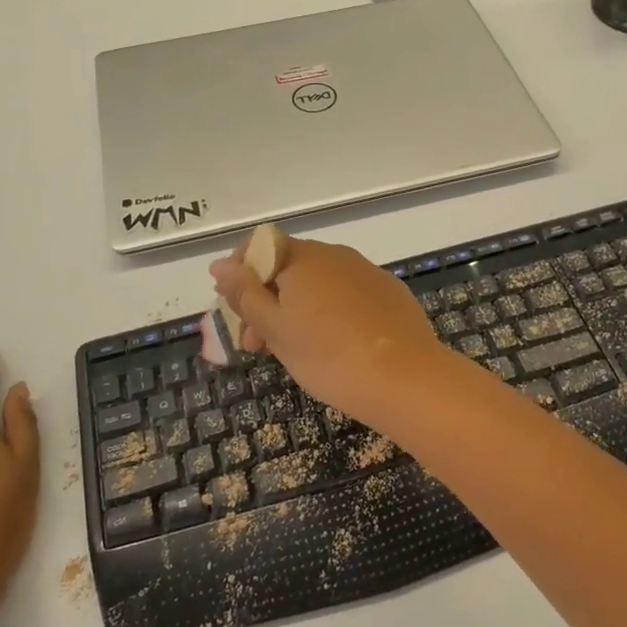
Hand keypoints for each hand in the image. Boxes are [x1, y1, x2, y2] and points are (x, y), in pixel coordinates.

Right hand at [210, 238, 445, 422]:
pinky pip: (348, 296)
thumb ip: (245, 294)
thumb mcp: (275, 329)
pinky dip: (331, 314)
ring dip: (297, 310)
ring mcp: (368, 273)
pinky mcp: (391, 294)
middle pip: (290, 268)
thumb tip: (220, 264)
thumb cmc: (328, 355)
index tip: (235, 311)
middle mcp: (337, 255)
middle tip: (256, 346)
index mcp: (304, 257)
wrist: (406, 379)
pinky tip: (336, 347)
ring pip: (320, 284)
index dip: (241, 274)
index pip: (261, 247)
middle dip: (266, 300)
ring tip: (294, 352)